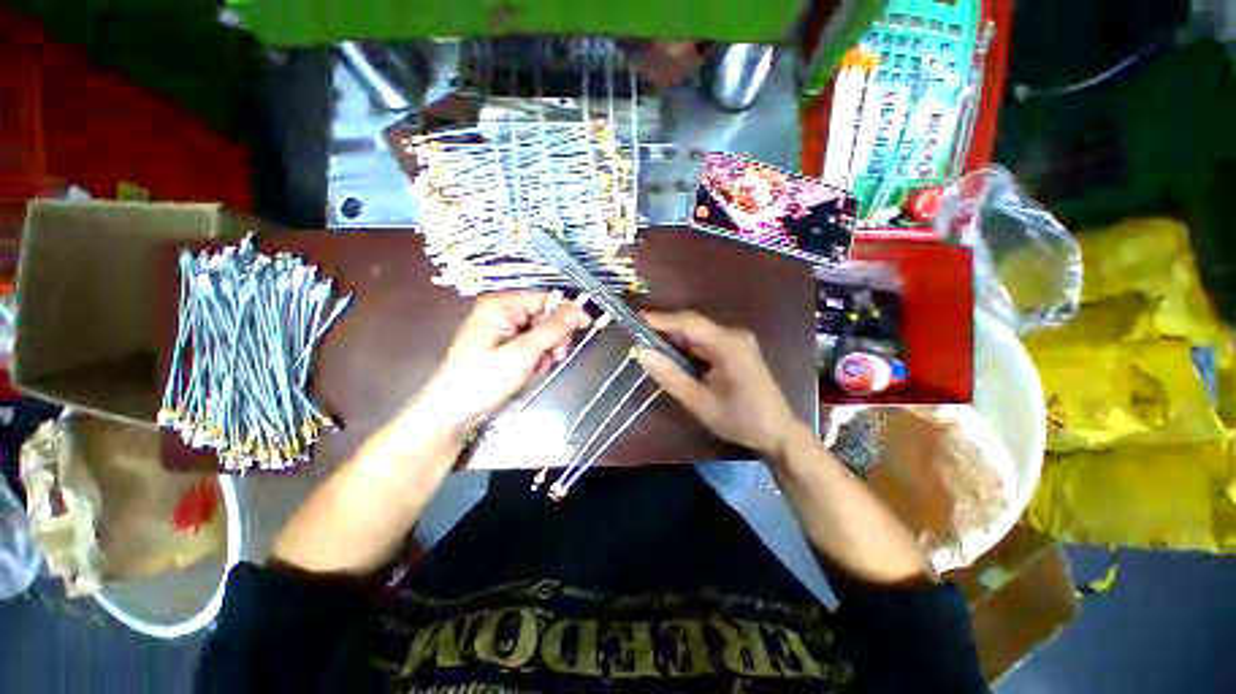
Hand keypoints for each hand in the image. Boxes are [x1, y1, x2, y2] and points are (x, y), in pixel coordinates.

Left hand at [417, 292, 588, 430]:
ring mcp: (500, 328)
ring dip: (547, 348)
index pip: (545, 298)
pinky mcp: (501, 344)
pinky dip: (537, 355)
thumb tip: (581, 310)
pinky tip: (534, 369)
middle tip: (556, 356)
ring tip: (542, 366)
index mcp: (501, 305)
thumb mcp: (523, 353)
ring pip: (539, 330)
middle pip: (543, 314)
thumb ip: (553, 329)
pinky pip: (529, 343)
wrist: (451, 413)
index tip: (583, 330)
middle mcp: (501, 311)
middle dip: (554, 335)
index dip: (566, 312)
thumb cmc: (483, 380)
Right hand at [633, 310, 804, 459]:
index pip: (688, 322)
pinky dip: (686, 347)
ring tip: (647, 344)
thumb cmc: (740, 420)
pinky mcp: (736, 350)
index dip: (659, 319)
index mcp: (728, 343)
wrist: (778, 433)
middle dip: (664, 329)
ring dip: (673, 339)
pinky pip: (705, 342)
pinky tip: (672, 356)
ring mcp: (736, 341)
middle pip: (692, 325)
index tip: (633, 319)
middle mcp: (733, 335)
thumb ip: (670, 376)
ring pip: (697, 333)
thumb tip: (641, 353)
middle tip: (636, 335)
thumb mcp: (700, 401)